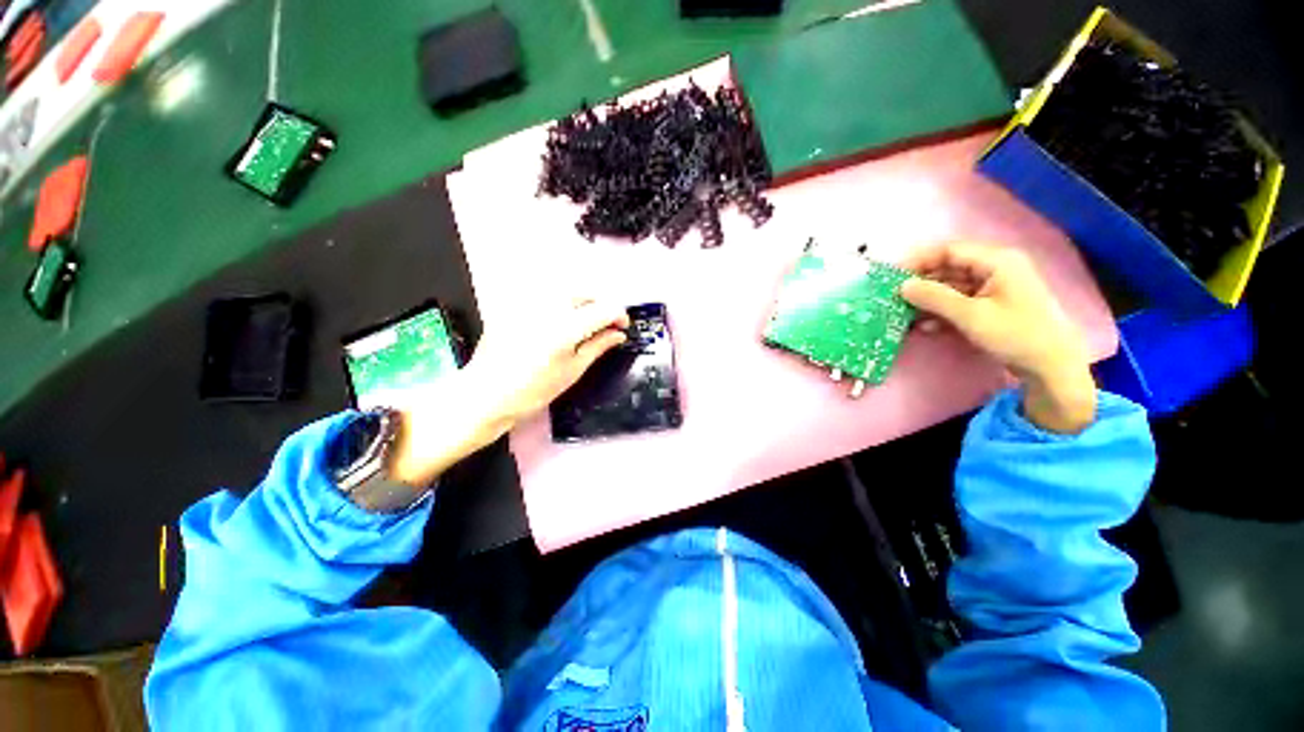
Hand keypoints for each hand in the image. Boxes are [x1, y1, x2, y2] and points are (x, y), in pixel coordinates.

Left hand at [388, 300, 629, 485]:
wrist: (486, 394)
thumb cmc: (532, 391)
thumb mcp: (572, 371)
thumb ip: (598, 346)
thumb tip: (618, 334)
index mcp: (565, 329)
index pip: (604, 309)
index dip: (619, 315)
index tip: (622, 326)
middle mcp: (547, 307)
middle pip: (586, 292)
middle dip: (601, 305)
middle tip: (605, 325)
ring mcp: (528, 302)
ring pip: (567, 289)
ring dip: (583, 301)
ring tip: (585, 322)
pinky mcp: (515, 303)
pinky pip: (546, 294)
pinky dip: (561, 303)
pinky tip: (559, 320)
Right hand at [899, 243, 1095, 433]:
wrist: (1052, 367)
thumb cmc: (1016, 335)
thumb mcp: (971, 316)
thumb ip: (934, 298)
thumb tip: (902, 286)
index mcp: (997, 261)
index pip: (949, 251)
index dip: (918, 260)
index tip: (891, 276)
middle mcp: (995, 268)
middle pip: (948, 268)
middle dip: (920, 283)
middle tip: (893, 298)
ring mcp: (994, 288)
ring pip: (951, 287)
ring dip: (928, 300)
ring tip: (903, 314)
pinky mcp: (991, 305)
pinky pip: (959, 302)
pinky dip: (941, 311)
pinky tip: (925, 326)